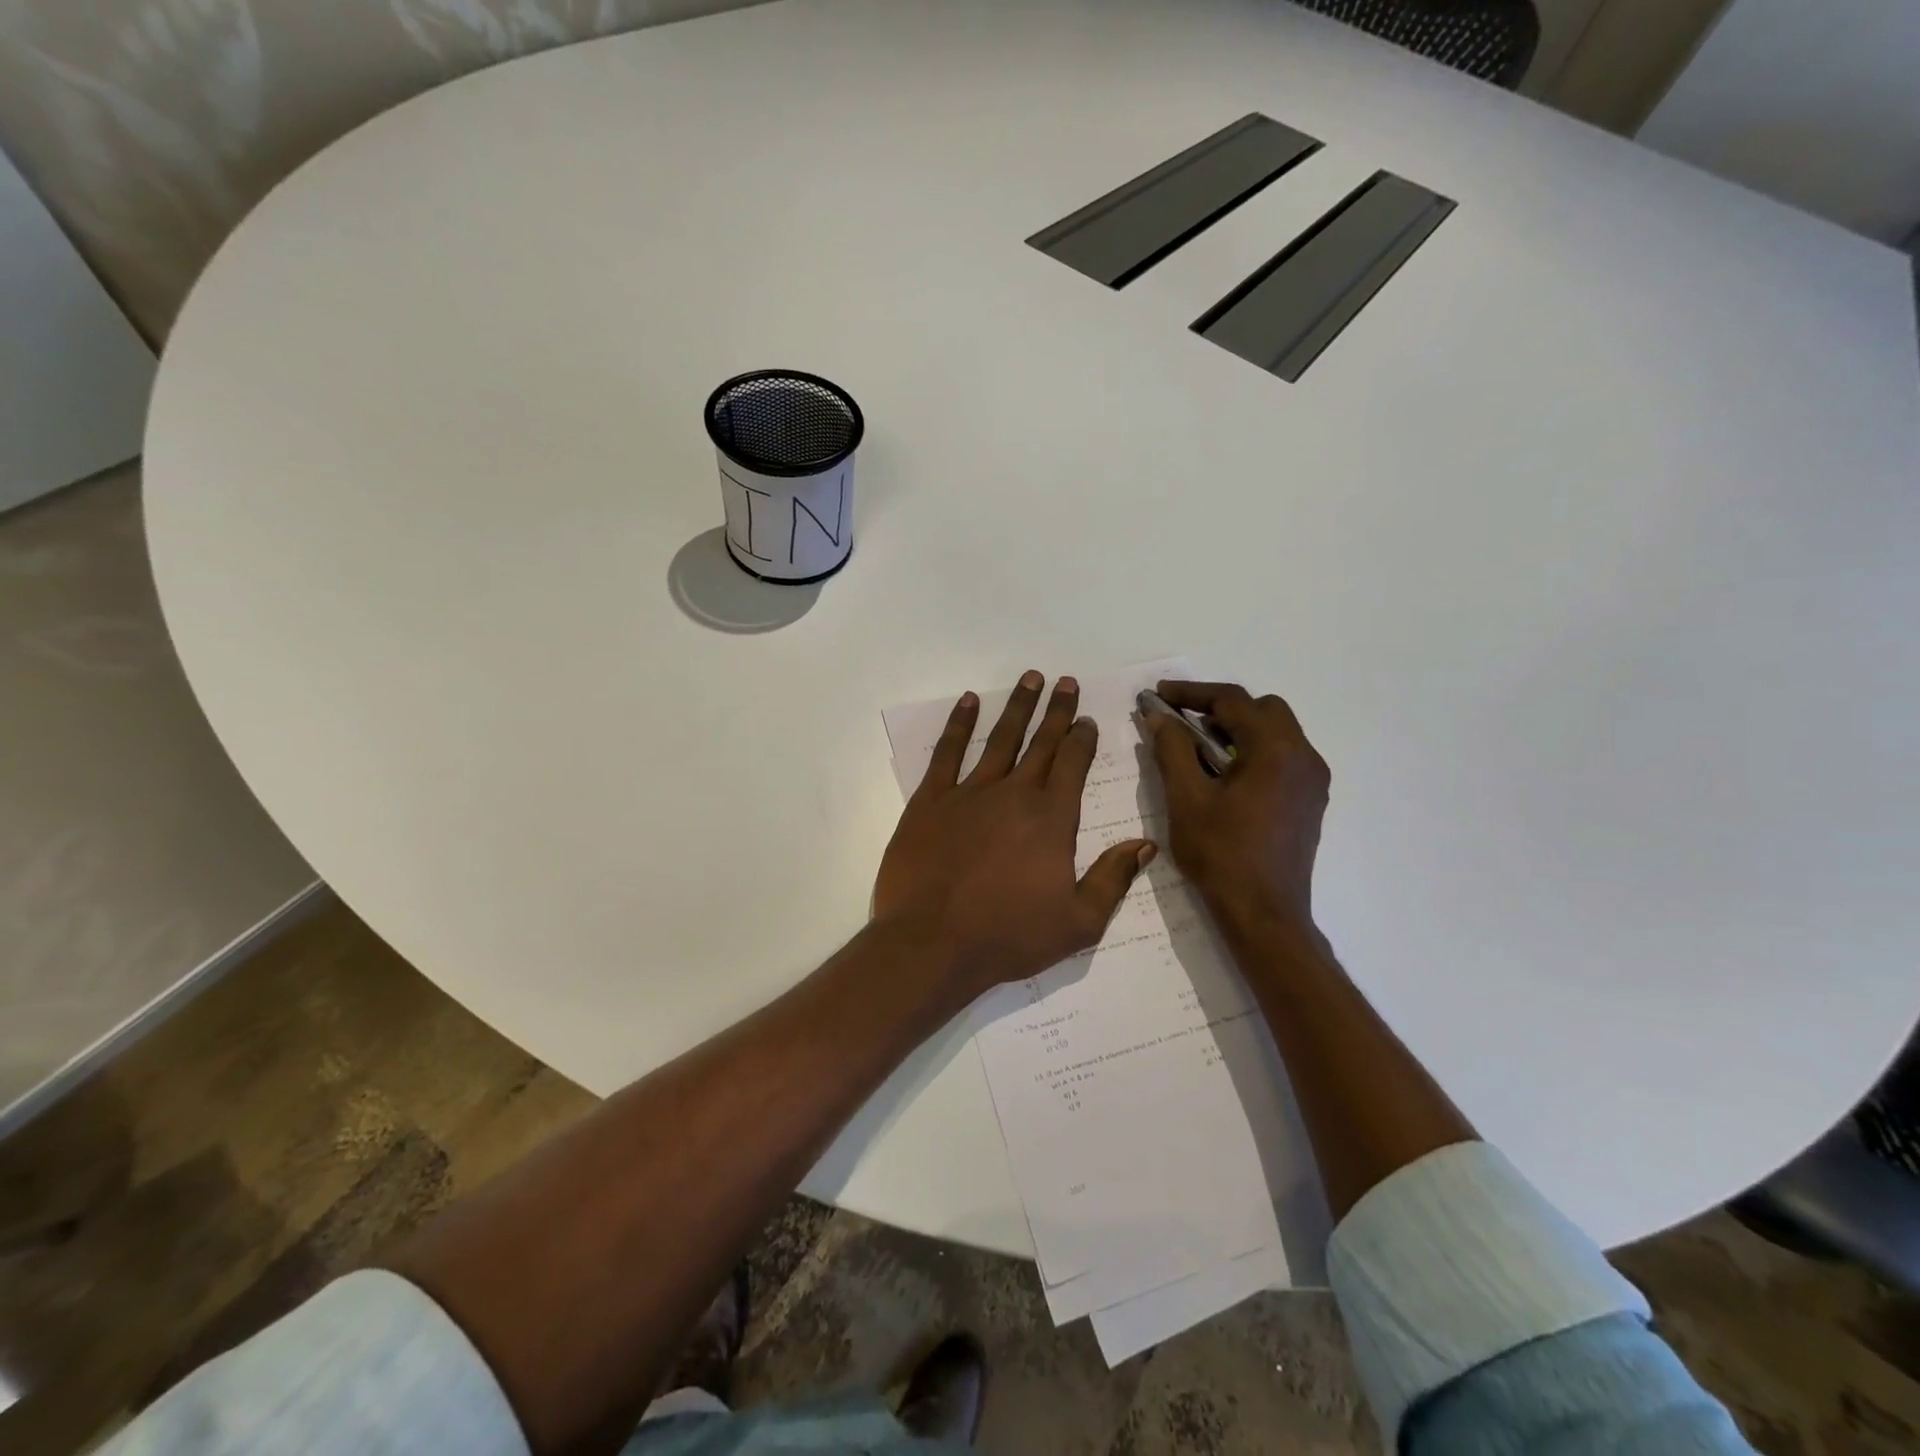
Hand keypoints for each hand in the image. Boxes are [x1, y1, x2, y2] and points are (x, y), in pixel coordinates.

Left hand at [875, 671, 1155, 997]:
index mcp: (1051, 819)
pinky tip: (969, 702)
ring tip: (1030, 678)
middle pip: (1041, 744)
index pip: (1073, 765)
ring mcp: (969, 793)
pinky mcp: (931, 801)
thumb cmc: (1008, 937)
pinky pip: (947, 753)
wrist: (932, 944)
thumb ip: (1113, 879)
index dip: (1082, 738)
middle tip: (1065, 682)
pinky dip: (959, 724)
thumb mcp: (1078, 922)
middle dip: (1056, 711)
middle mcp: (1014, 794)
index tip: (1086, 718)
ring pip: (1000, 739)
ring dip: (1018, 708)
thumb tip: (1145, 844)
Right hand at [1146, 681, 1329, 933]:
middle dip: (1219, 708)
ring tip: (1198, 749)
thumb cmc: (1221, 855)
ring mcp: (1313, 780)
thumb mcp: (1186, 798)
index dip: (1191, 692)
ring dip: (1237, 729)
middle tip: (1182, 722)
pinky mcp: (1310, 800)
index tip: (1159, 694)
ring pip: (1276, 732)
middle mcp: (1304, 756)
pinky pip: (1283, 757)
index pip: (1233, 701)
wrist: (1265, 914)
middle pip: (1262, 709)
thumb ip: (1172, 749)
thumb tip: (1159, 716)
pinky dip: (1253, 751)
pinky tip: (1225, 776)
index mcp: (1275, 750)